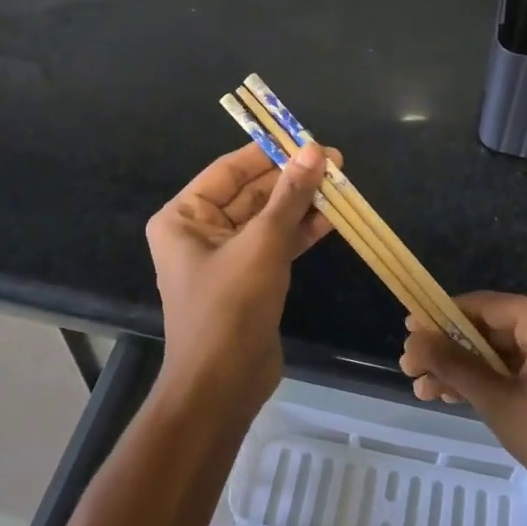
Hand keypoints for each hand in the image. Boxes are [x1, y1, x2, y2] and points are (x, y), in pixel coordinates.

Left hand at [146, 142, 334, 410]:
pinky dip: (301, 231)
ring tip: (342, 185)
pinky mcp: (250, 280)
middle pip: (251, 193)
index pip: (229, 170)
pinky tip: (333, 218)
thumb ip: (290, 195)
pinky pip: (276, 245)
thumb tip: (315, 150)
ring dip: (301, 204)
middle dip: (292, 179)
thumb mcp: (262, 243)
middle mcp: (200, 232)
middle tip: (335, 163)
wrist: (223, 386)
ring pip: (268, 219)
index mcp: (184, 217)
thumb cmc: (230, 306)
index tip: (306, 139)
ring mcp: (227, 258)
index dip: (269, 152)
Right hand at [400, 292, 526, 525]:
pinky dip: (483, 380)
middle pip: (486, 327)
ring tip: (422, 389)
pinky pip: (511, 366)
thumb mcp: (498, 400)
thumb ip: (453, 364)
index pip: (481, 305)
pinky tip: (450, 395)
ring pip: (495, 350)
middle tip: (410, 369)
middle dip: (447, 350)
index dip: (440, 318)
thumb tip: (411, 337)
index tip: (406, 333)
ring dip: (460, 369)